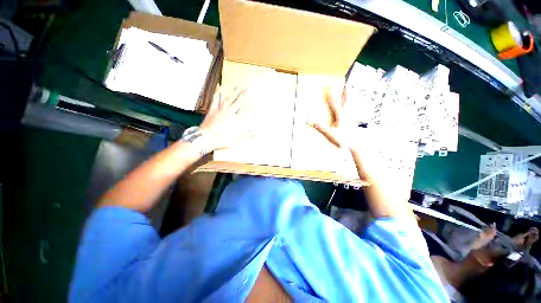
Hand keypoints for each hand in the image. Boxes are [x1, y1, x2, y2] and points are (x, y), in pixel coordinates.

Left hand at [199, 84, 253, 151]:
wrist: (205, 139)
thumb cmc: (221, 141)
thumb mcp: (236, 141)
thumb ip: (246, 137)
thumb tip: (256, 134)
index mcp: (235, 120)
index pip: (246, 112)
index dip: (252, 107)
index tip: (257, 102)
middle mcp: (229, 113)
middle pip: (239, 102)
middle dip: (245, 96)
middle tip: (249, 88)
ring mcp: (220, 110)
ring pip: (229, 99)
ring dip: (234, 92)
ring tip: (239, 86)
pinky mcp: (212, 109)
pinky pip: (215, 99)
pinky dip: (218, 92)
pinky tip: (219, 85)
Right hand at [309, 85, 355, 149]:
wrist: (354, 144)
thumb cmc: (342, 139)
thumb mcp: (329, 133)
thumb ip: (320, 127)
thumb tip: (310, 121)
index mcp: (339, 116)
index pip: (333, 103)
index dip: (330, 95)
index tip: (327, 88)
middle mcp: (345, 115)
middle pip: (344, 101)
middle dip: (343, 92)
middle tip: (345, 84)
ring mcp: (349, 117)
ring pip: (348, 104)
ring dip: (348, 96)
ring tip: (349, 89)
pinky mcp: (350, 120)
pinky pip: (350, 109)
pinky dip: (349, 104)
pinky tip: (349, 104)